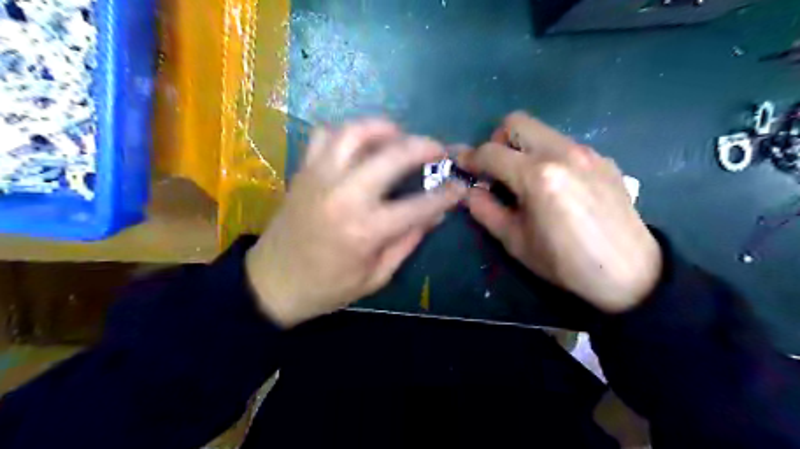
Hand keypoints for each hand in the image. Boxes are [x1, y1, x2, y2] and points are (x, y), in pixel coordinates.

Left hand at [247, 119, 465, 325]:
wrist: (272, 283)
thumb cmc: (328, 288)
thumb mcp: (376, 276)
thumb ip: (408, 242)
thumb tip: (435, 215)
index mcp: (366, 230)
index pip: (419, 205)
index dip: (446, 194)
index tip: (460, 186)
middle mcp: (344, 195)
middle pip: (392, 155)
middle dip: (423, 146)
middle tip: (437, 148)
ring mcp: (320, 178)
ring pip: (354, 133)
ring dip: (383, 128)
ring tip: (399, 135)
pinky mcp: (303, 172)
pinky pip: (324, 136)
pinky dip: (346, 132)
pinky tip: (359, 143)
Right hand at [460, 112, 658, 313]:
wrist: (629, 273)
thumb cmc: (564, 262)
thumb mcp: (515, 242)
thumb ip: (485, 211)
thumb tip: (469, 191)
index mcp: (536, 176)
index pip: (490, 152)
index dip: (469, 157)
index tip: (460, 164)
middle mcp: (561, 152)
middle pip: (516, 122)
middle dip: (497, 140)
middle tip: (496, 169)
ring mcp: (586, 152)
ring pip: (542, 131)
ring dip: (524, 148)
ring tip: (527, 181)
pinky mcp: (603, 159)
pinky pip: (565, 145)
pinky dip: (549, 157)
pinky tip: (557, 186)